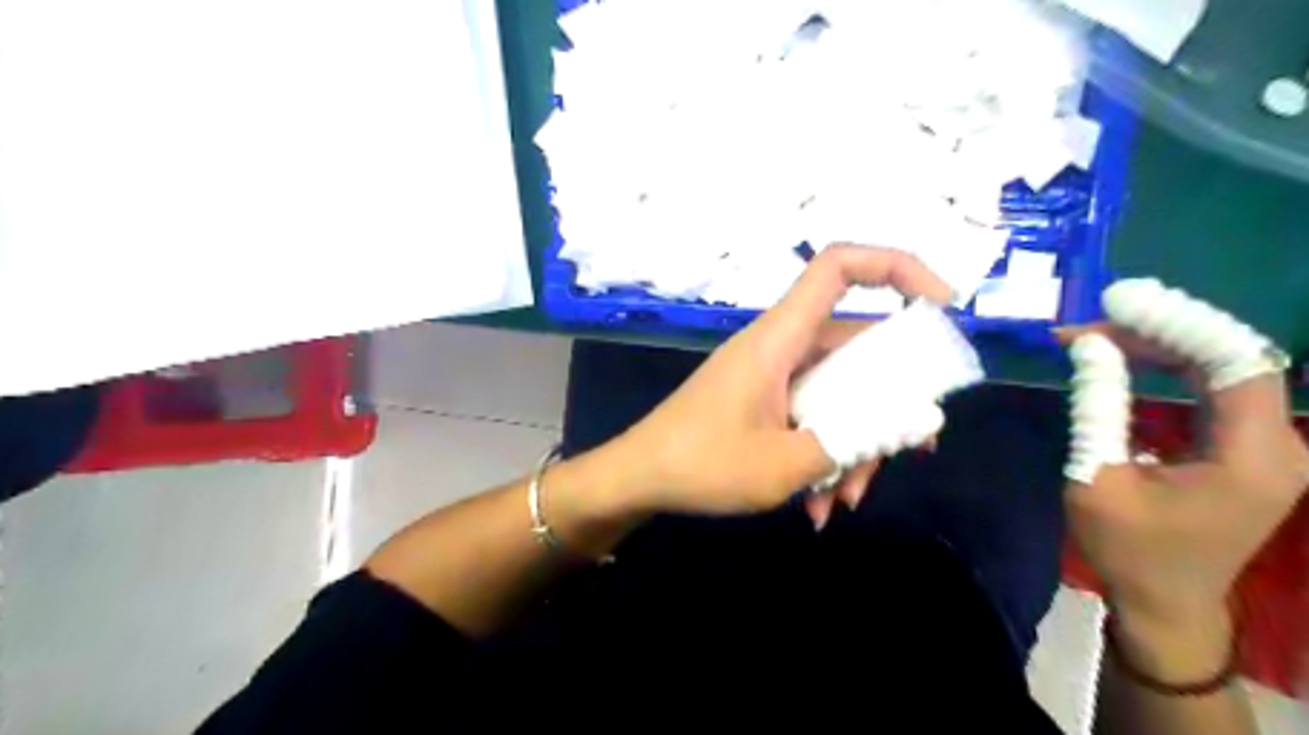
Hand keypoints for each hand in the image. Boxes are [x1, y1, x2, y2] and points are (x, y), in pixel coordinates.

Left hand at [604, 245, 951, 528]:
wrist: (637, 479)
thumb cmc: (701, 464)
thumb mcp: (785, 463)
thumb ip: (855, 440)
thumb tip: (923, 422)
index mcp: (780, 339)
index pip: (838, 267)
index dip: (896, 267)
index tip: (943, 306)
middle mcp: (780, 347)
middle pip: (856, 350)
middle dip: (886, 405)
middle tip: (907, 455)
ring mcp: (772, 376)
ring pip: (837, 393)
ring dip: (852, 445)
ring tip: (843, 503)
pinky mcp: (764, 402)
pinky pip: (811, 415)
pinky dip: (823, 454)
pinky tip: (817, 505)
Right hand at [1062, 323, 1307, 630]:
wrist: (1166, 602)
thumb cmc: (1128, 548)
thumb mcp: (1098, 475)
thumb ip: (1098, 406)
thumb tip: (1086, 344)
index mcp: (1252, 457)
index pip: (1237, 362)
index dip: (1180, 323)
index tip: (1116, 304)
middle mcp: (1280, 445)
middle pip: (1232, 357)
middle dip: (1161, 330)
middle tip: (1092, 322)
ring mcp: (1270, 446)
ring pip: (1225, 367)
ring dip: (1163, 344)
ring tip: (1100, 335)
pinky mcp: (1249, 449)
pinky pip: (1217, 389)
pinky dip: (1171, 366)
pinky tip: (1129, 358)